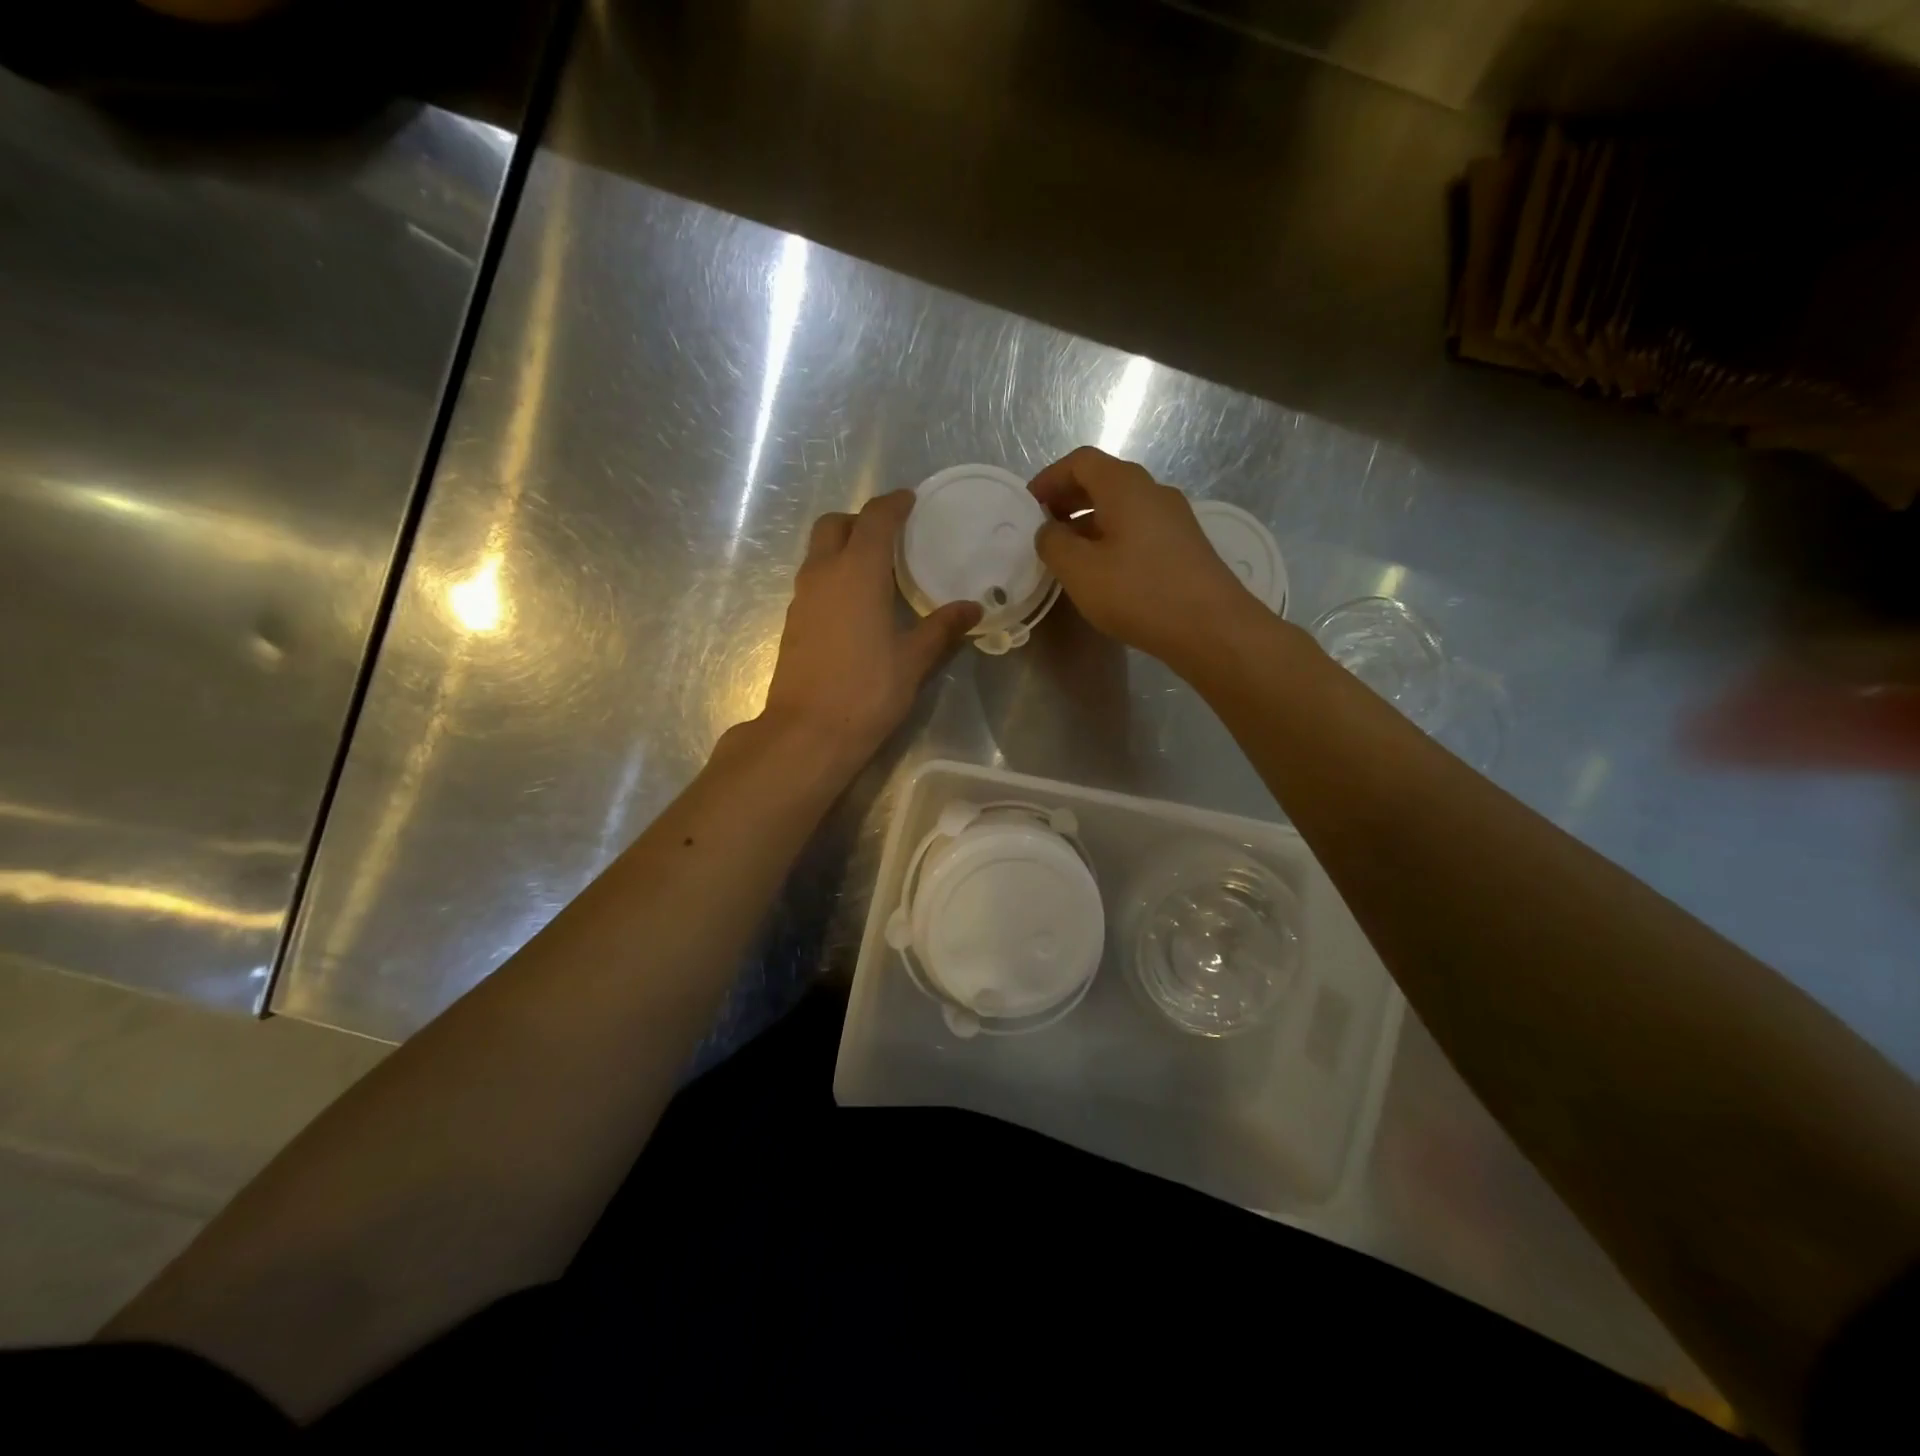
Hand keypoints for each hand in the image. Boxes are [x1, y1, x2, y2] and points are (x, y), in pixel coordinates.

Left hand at [758, 491, 980, 775]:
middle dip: (861, 520)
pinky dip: (834, 574)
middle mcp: (823, 574)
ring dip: (844, 547)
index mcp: (857, 572)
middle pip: (834, 525)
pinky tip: (857, 602)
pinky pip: (814, 579)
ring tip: (877, 568)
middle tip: (890, 535)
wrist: (808, 732)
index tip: (910, 500)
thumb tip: (972, 608)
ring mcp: (802, 598)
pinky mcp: (793, 622)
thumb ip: (942, 628)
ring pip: (818, 552)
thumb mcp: (913, 660)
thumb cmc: (867, 691)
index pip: (875, 519)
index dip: (893, 505)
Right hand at [1030, 447, 1256, 667]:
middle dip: (1068, 500)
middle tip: (1044, 529)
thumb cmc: (1138, 592)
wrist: (1211, 627)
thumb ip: (1053, 543)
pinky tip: (1103, 574)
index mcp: (1125, 486)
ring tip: (1068, 556)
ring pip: (1122, 509)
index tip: (1028, 506)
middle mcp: (1153, 492)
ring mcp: (1174, 519)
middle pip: (1103, 481)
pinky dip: (1112, 540)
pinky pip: (1139, 530)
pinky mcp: (1184, 547)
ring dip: (1089, 524)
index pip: (1081, 461)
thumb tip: (1048, 530)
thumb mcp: (1079, 570)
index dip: (1050, 478)